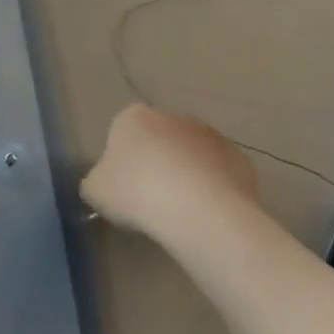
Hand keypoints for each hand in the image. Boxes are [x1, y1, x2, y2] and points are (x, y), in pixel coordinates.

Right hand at [80, 103, 258, 239]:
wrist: (198, 210)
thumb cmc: (137, 192)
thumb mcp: (96, 190)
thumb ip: (95, 182)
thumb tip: (100, 185)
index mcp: (133, 117)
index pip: (122, 133)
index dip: (122, 163)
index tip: (124, 191)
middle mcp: (171, 116)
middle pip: (159, 141)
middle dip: (157, 164)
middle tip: (152, 202)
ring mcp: (208, 135)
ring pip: (191, 156)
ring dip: (186, 176)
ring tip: (182, 214)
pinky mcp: (238, 159)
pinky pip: (219, 174)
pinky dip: (213, 190)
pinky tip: (207, 216)